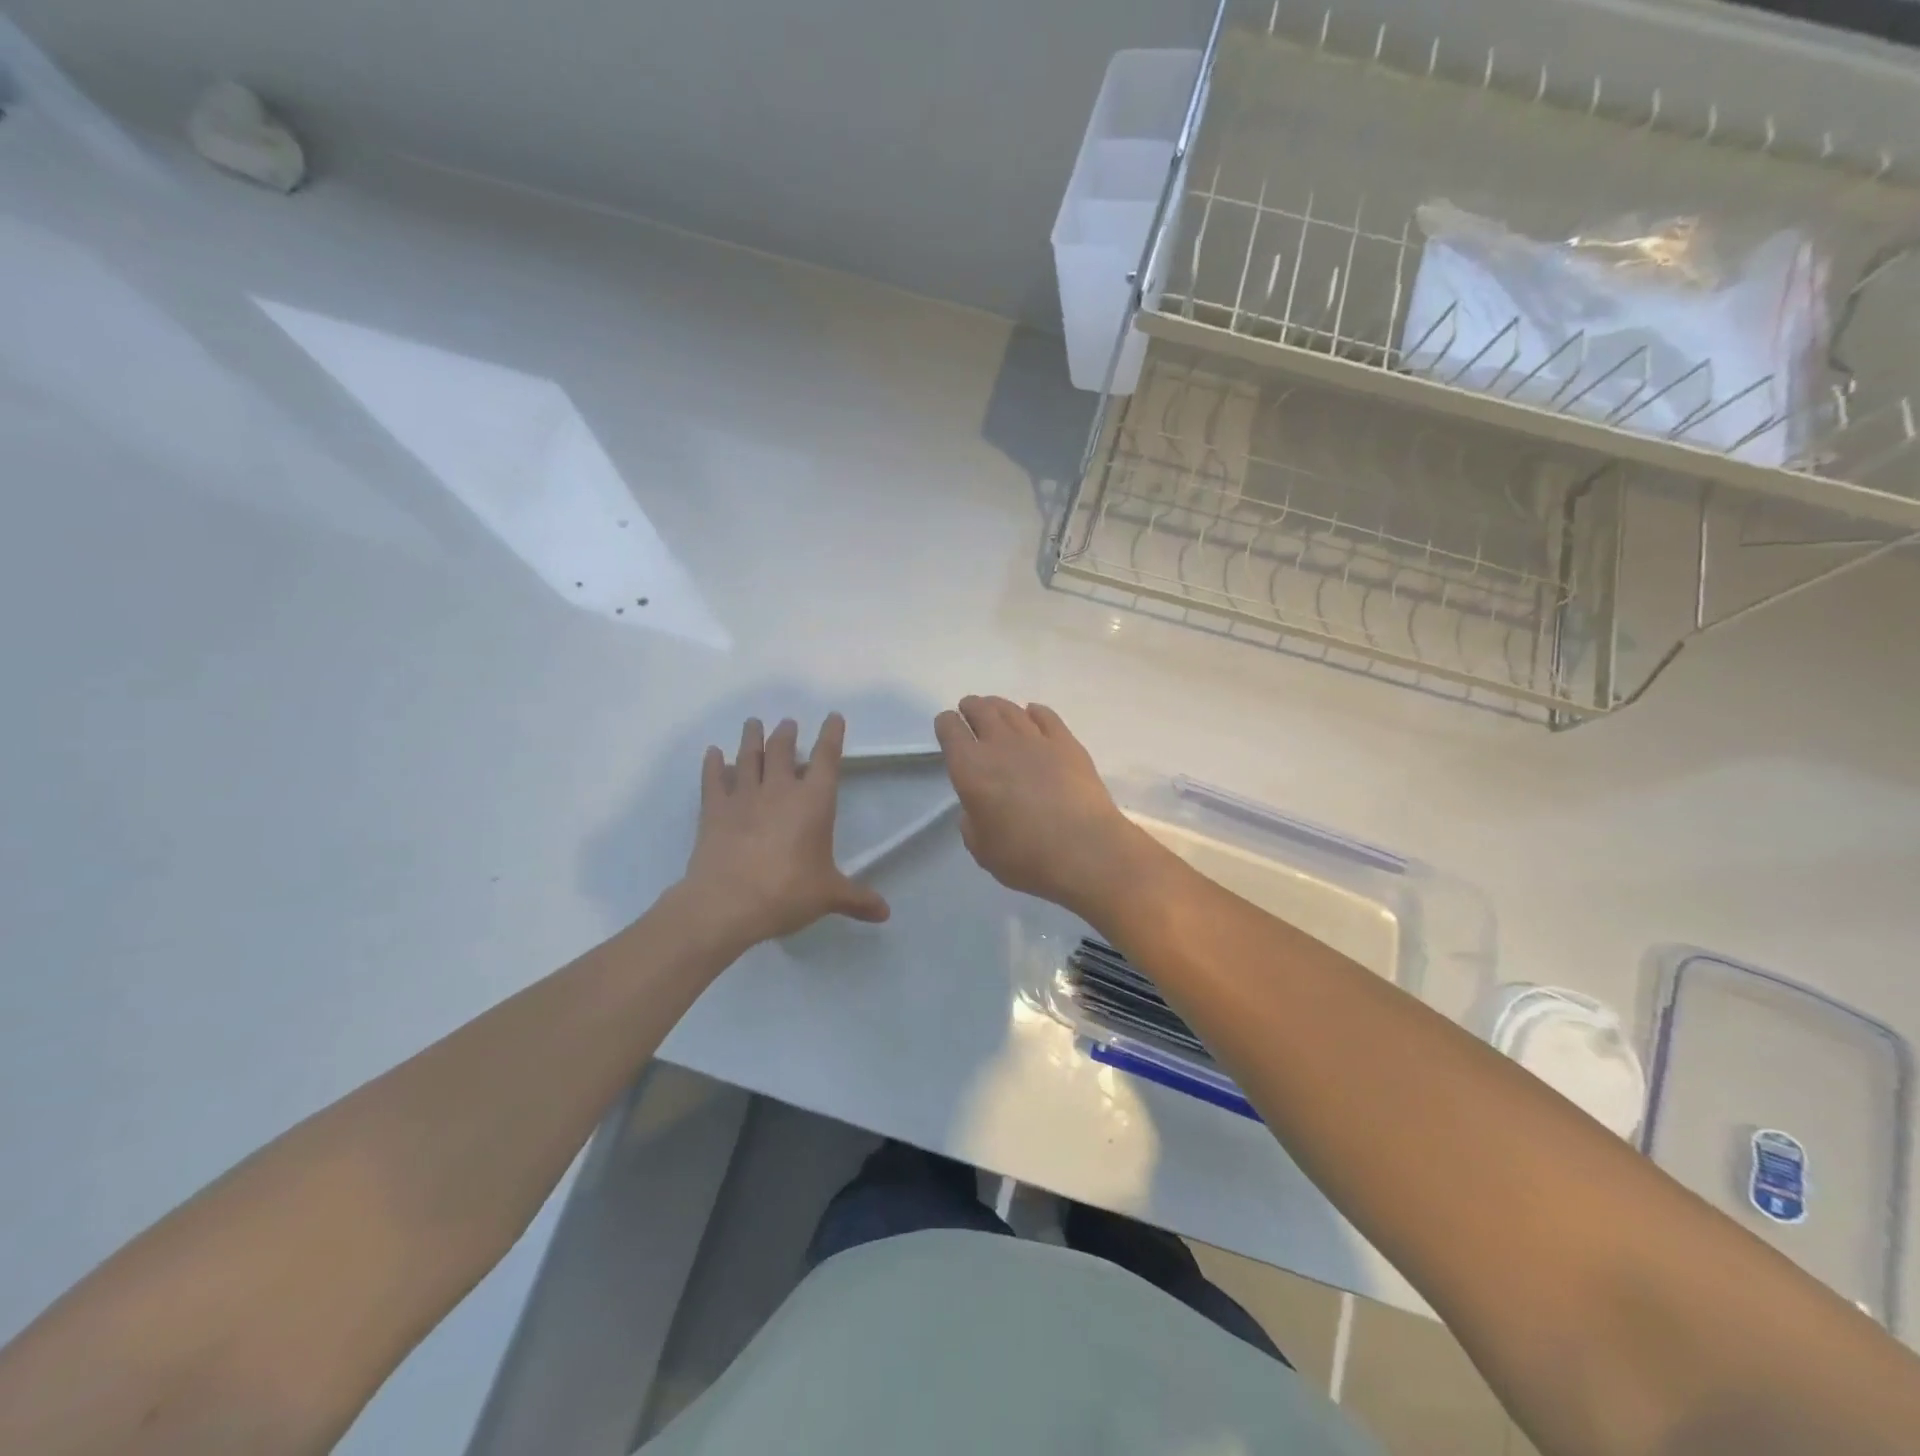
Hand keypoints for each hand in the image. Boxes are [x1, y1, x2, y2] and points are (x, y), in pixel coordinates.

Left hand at [680, 714, 890, 948]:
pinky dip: (713, 764)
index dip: (832, 735)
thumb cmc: (787, 892)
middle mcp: (780, 790)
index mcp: (814, 802)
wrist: (727, 903)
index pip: (827, 759)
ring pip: (749, 757)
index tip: (833, 717)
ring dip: (752, 738)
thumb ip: (857, 899)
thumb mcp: (828, 896)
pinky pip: (713, 779)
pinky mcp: (714, 810)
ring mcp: (743, 796)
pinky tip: (713, 753)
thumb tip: (885, 912)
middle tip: (787, 724)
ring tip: (753, 723)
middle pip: (783, 750)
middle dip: (787, 734)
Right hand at [934, 696, 1151, 916]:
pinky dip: (1034, 712)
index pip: (950, 730)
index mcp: (970, 768)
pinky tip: (1032, 714)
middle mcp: (999, 744)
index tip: (948, 728)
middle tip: (970, 712)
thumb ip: (972, 821)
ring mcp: (1036, 739)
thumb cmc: (1026, 856)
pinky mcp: (1067, 742)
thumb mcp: (981, 848)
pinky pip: (1045, 715)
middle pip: (980, 710)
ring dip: (998, 706)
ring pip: (1011, 709)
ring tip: (995, 709)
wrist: (1085, 850)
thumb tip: (979, 807)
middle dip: (971, 708)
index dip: (946, 725)